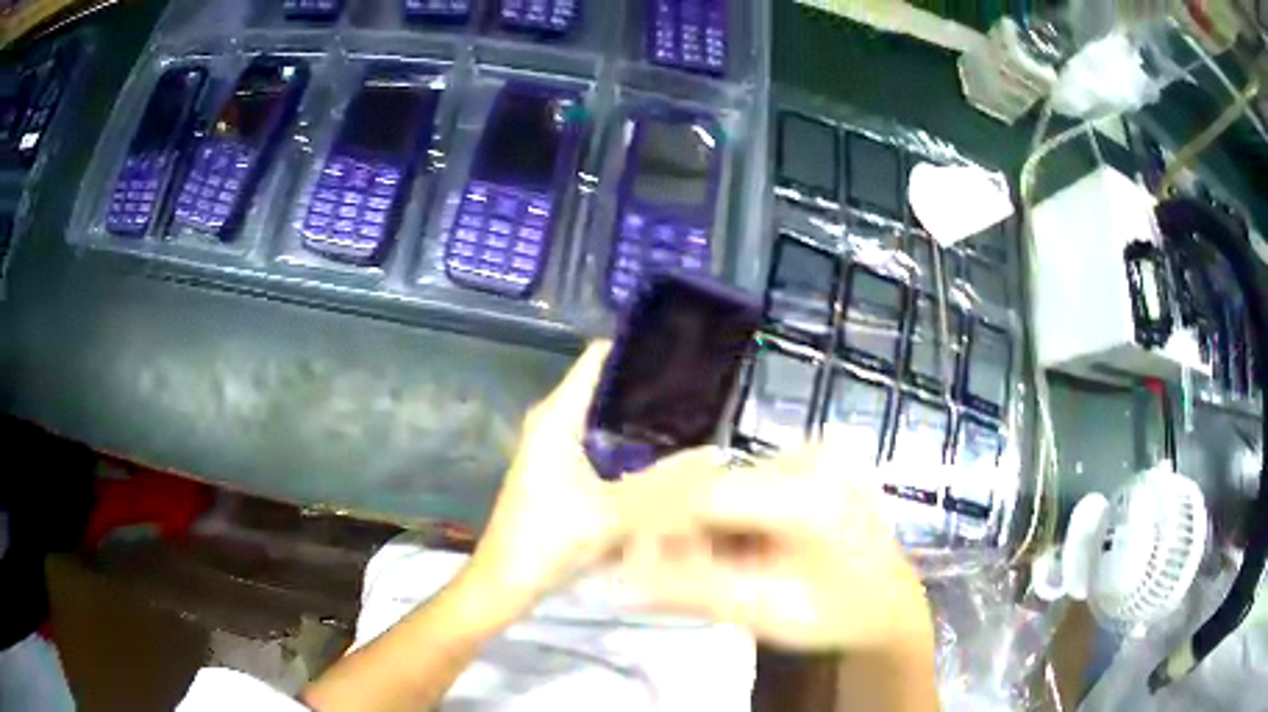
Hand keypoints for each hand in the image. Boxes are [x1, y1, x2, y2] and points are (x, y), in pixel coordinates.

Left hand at [468, 342, 726, 613]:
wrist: (506, 581)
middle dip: (646, 387)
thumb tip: (715, 455)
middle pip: (603, 388)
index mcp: (556, 417)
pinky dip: (625, 444)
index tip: (680, 350)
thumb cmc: (549, 539)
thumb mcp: (613, 512)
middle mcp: (551, 423)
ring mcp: (551, 447)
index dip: (636, 350)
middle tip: (699, 391)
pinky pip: (597, 443)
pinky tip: (659, 456)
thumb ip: (666, 485)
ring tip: (689, 417)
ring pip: (601, 419)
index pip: (597, 360)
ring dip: (637, 418)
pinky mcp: (556, 471)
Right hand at [618, 450, 933, 653]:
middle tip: (661, 571)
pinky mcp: (814, 452)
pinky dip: (728, 514)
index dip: (659, 527)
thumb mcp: (766, 614)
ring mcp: (818, 448)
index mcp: (815, 495)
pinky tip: (733, 544)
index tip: (630, 561)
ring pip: (726, 482)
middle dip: (679, 530)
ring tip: (704, 563)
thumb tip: (621, 579)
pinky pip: (747, 480)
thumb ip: (693, 592)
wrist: (887, 601)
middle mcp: (817, 454)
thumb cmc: (836, 616)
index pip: (710, 497)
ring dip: (702, 523)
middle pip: (716, 485)